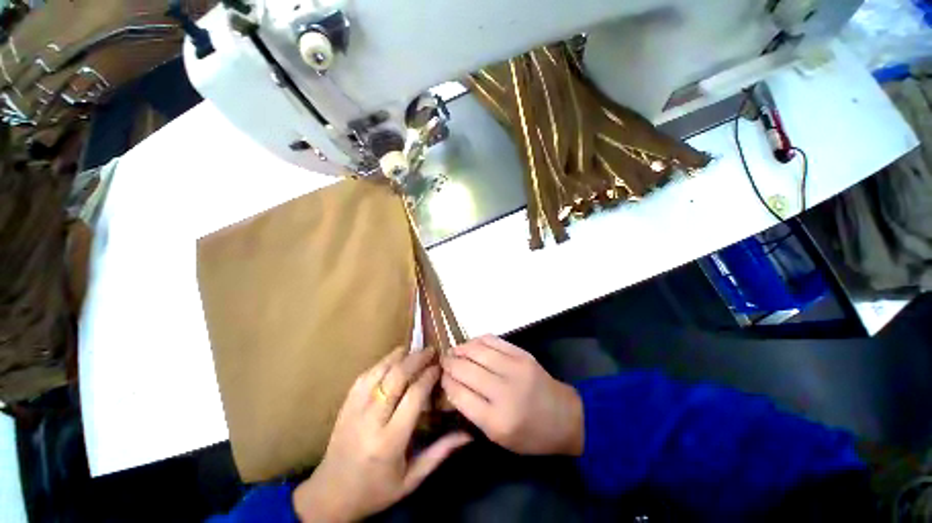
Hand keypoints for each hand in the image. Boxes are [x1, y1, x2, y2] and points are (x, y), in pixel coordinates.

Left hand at [293, 348, 471, 521]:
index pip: (414, 396)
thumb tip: (468, 434)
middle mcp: (371, 420)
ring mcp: (355, 409)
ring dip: (399, 356)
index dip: (429, 376)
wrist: (330, 495)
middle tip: (431, 350)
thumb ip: (440, 453)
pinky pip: (365, 375)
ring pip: (379, 371)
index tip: (440, 367)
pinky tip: (393, 358)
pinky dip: (382, 362)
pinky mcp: (345, 404)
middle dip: (416, 359)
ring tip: (415, 350)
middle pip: (396, 377)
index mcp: (390, 441)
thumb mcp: (412, 479)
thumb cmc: (376, 490)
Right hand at [440, 335, 583, 455]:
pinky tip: (470, 344)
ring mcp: (515, 368)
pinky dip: (478, 340)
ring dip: (461, 348)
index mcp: (497, 421)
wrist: (565, 416)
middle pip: (466, 370)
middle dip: (450, 363)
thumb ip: (473, 413)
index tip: (440, 378)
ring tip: (453, 350)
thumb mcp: (499, 438)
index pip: (460, 394)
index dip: (446, 382)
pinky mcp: (522, 354)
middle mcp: (504, 391)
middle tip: (442, 361)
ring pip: (478, 351)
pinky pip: (494, 341)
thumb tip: (452, 386)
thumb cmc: (530, 434)